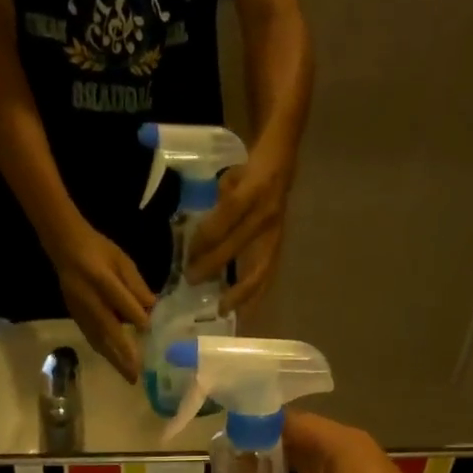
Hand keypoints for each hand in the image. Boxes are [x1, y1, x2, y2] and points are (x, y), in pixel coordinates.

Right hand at [45, 220, 153, 382]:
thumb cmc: (100, 251)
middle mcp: (89, 298)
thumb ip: (136, 286)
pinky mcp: (75, 317)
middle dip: (123, 353)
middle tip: (137, 374)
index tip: (149, 331)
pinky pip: (92, 338)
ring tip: (129, 376)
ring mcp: (80, 310)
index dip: (134, 316)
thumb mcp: (122, 261)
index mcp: (101, 278)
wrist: (66, 248)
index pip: (120, 300)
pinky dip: (104, 352)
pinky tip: (115, 363)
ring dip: (114, 359)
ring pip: (98, 339)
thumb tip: (152, 309)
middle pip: (107, 329)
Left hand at [187, 149, 292, 314]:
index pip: (224, 219)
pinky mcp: (279, 246)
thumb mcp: (230, 176)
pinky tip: (244, 311)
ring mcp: (275, 233)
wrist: (284, 161)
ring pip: (258, 269)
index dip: (204, 239)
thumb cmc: (250, 168)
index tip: (187, 254)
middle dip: (211, 267)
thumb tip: (198, 238)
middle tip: (191, 281)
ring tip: (224, 310)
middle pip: (235, 247)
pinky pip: (267, 275)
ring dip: (240, 293)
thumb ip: (217, 205)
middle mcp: (266, 215)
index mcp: (252, 190)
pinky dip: (255, 295)